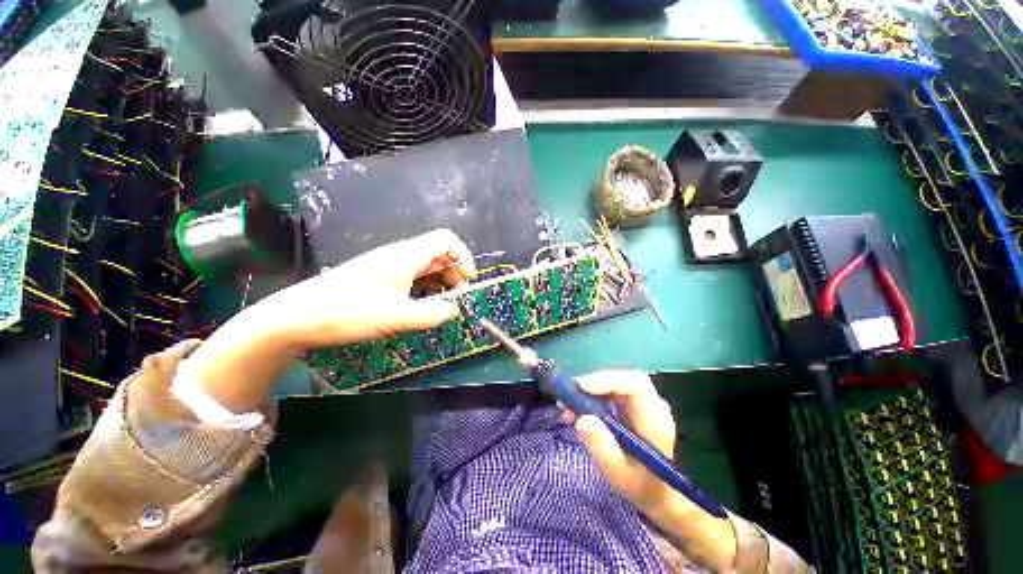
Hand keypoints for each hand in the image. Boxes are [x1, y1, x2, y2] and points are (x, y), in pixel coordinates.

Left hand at [260, 228, 476, 347]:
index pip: (446, 240)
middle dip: (455, 273)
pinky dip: (426, 287)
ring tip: (442, 305)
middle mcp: (400, 255)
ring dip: (441, 282)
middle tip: (457, 299)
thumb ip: (431, 313)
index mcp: (407, 255)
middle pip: (439, 253)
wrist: (298, 316)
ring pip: (426, 265)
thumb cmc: (349, 311)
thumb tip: (454, 310)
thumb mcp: (396, 316)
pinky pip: (413, 276)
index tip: (468, 281)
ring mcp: (389, 265)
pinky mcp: (380, 277)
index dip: (464, 257)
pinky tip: (422, 305)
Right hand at [561, 371, 680, 515]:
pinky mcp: (634, 406)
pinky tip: (579, 410)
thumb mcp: (618, 475)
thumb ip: (602, 448)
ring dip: (591, 390)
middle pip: (624, 379)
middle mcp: (653, 406)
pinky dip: (594, 396)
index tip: (582, 388)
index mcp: (655, 420)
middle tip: (570, 396)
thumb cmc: (640, 486)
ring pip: (617, 382)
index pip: (636, 384)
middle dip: (595, 383)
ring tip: (570, 407)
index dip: (608, 380)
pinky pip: (613, 390)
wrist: (658, 494)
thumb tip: (582, 419)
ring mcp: (644, 404)